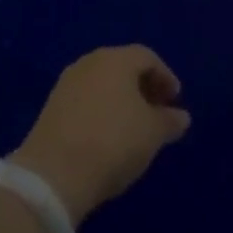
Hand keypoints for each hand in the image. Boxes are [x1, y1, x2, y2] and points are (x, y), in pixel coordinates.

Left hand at [9, 46, 191, 225]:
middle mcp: (90, 63)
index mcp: (117, 59)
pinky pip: (85, 101)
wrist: (52, 175)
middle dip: (143, 87)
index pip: (148, 58)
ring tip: (133, 127)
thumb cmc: (113, 142)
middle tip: (157, 112)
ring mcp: (67, 84)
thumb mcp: (152, 134)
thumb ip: (169, 121)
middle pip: (123, 67)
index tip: (175, 101)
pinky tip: (107, 137)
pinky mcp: (50, 108)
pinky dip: (101, 111)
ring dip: (121, 100)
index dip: (165, 77)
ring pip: (103, 84)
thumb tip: (181, 116)